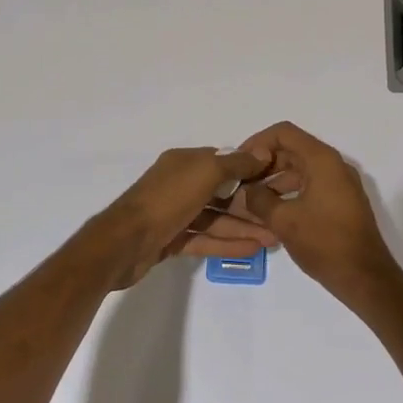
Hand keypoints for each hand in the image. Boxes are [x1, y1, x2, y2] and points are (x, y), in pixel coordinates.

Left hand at [101, 146, 272, 287]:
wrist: (124, 243)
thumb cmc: (167, 199)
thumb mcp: (205, 173)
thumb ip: (235, 163)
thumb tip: (261, 151)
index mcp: (185, 162)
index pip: (222, 162)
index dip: (249, 170)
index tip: (275, 181)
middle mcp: (180, 184)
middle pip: (221, 192)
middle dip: (250, 205)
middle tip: (278, 218)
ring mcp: (175, 213)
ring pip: (215, 218)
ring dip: (243, 227)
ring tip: (272, 239)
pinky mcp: (172, 240)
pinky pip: (205, 239)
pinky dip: (226, 243)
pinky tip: (251, 250)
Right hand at [233, 122, 402, 312]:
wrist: (366, 278)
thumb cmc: (324, 243)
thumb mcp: (284, 221)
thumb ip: (259, 199)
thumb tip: (246, 191)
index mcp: (322, 160)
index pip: (284, 133)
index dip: (258, 142)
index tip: (240, 161)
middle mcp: (333, 165)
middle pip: (292, 150)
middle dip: (264, 164)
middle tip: (240, 183)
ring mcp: (340, 183)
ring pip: (300, 170)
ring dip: (275, 181)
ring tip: (250, 201)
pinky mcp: (342, 202)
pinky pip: (311, 186)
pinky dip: (290, 193)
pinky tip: (271, 212)